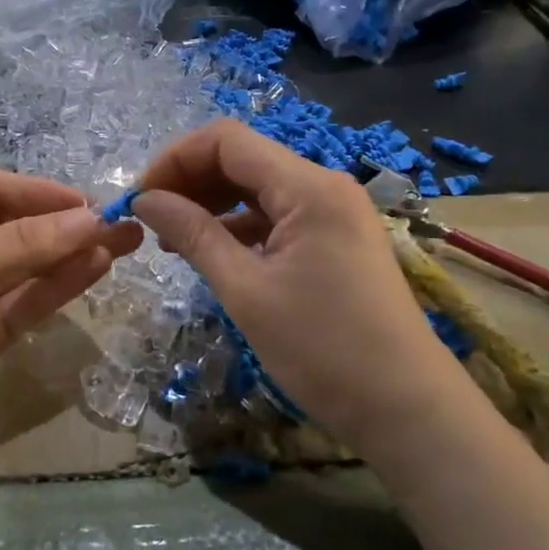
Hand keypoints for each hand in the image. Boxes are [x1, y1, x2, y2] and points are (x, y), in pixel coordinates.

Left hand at [0, 172, 141, 526]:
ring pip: (29, 267)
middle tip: (119, 221)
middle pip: (16, 228)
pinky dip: (60, 286)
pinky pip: (28, 303)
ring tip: (123, 240)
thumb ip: (19, 245)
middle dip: (64, 223)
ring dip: (72, 252)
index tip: (86, 203)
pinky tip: (96, 267)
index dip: (39, 193)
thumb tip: (90, 219)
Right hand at [132, 120, 465, 455]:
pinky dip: (241, 226)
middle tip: (152, 220)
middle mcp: (324, 185)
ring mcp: (335, 212)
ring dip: (213, 203)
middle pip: (244, 158)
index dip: (176, 159)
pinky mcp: (337, 238)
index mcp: (308, 187)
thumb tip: (145, 200)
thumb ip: (193, 235)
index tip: (141, 198)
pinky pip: (279, 215)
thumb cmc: (323, 350)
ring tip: (174, 239)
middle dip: (191, 180)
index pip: (227, 140)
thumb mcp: (246, 291)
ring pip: (260, 187)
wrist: (407, 408)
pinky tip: (214, 252)